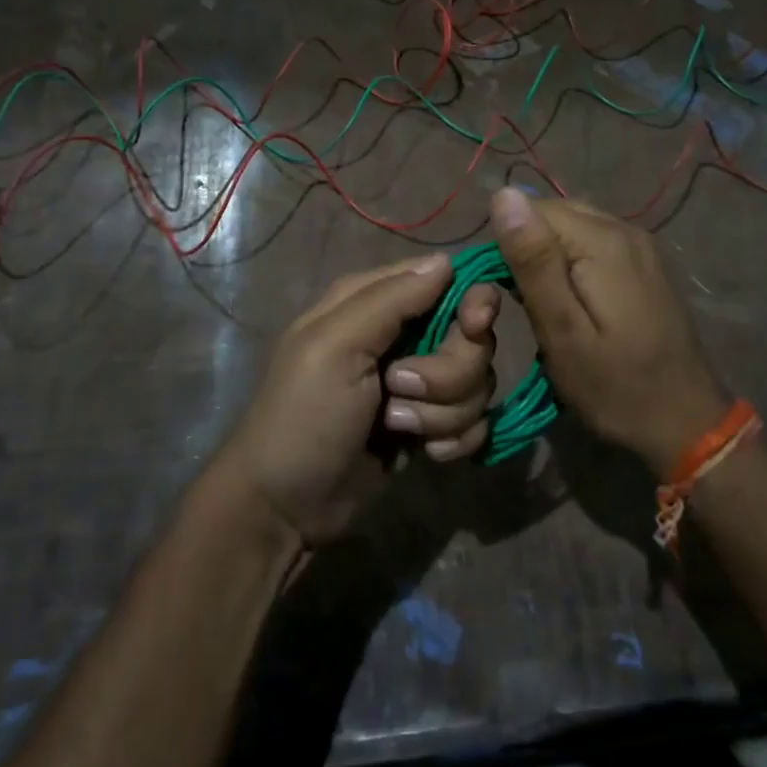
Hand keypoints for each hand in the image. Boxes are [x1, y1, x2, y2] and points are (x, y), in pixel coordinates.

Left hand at [214, 254, 499, 545]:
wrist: (288, 506)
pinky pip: (474, 420)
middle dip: (449, 372)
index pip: (445, 278)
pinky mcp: (431, 423)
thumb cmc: (304, 416)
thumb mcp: (335, 347)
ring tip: (396, 426)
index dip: (470, 301)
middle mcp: (403, 335)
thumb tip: (447, 260)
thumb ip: (391, 299)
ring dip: (444, 411)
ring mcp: (420, 383)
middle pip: (471, 336)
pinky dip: (454, 438)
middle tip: (400, 390)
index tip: (474, 327)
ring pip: (477, 381)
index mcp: (373, 302)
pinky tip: (422, 452)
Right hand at [490, 189, 725, 477]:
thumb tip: (504, 195)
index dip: (508, 246)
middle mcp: (624, 228)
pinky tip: (571, 301)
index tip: (507, 296)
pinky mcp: (644, 261)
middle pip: (552, 213)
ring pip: (570, 226)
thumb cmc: (615, 386)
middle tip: (525, 305)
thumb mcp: (562, 331)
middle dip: (527, 250)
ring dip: (547, 257)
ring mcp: (639, 244)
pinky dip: (570, 263)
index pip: (530, 209)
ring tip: (545, 306)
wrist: (685, 422)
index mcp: (602, 240)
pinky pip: (592, 242)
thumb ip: (533, 262)